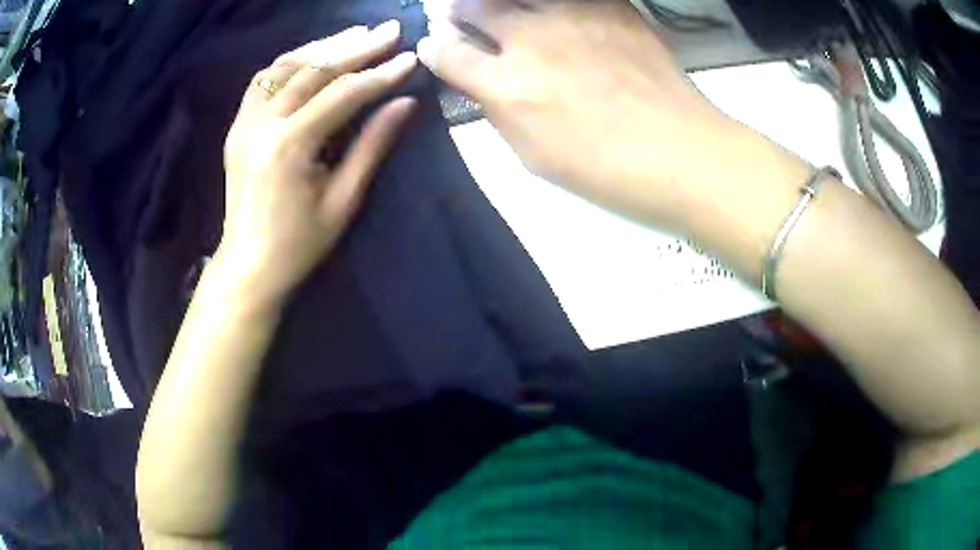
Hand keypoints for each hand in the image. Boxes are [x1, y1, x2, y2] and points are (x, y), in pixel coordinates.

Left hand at [219, 22, 416, 306]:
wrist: (248, 264)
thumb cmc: (299, 243)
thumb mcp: (343, 199)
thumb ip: (372, 145)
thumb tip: (405, 103)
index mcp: (288, 146)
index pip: (341, 95)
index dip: (379, 74)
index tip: (410, 58)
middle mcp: (261, 124)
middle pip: (313, 70)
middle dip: (356, 47)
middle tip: (390, 30)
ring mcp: (243, 122)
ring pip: (285, 66)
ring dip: (324, 46)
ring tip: (358, 33)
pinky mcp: (237, 125)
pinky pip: (264, 79)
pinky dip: (292, 61)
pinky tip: (315, 55)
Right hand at [417, 0, 758, 229]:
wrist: (679, 150)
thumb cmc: (605, 168)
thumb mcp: (535, 157)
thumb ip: (499, 113)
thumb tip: (482, 85)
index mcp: (507, 86)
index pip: (448, 55)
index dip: (434, 50)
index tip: (435, 47)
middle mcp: (531, 40)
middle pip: (473, 7)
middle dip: (456, 10)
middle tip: (457, 12)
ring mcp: (572, 16)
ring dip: (497, 0)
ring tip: (502, 10)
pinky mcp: (610, 7)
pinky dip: (551, 2)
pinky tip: (553, 12)